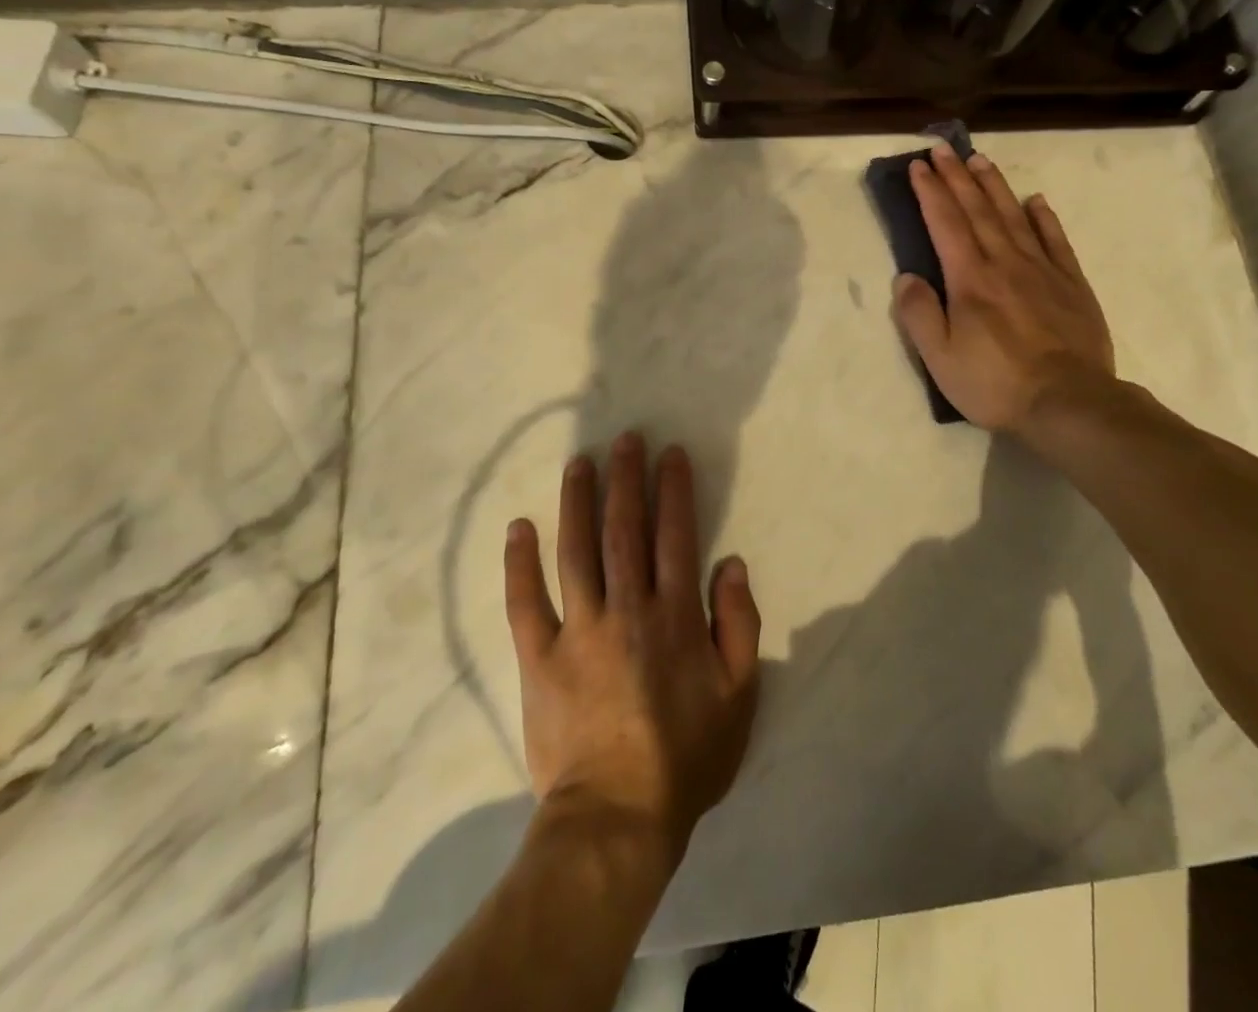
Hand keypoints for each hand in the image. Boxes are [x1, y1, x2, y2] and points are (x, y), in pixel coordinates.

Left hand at [503, 433, 761, 859]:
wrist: (616, 819)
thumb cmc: (685, 756)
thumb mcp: (739, 695)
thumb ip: (739, 625)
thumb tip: (732, 564)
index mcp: (674, 614)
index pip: (675, 534)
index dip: (674, 489)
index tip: (670, 453)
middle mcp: (626, 608)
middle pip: (624, 528)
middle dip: (625, 478)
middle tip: (625, 438)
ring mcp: (577, 630)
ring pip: (575, 550)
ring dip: (577, 501)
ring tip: (579, 462)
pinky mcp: (538, 657)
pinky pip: (524, 602)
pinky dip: (519, 562)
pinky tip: (519, 526)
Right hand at [892, 144, 1117, 440]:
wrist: (1069, 402)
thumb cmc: (995, 383)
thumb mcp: (940, 358)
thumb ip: (919, 314)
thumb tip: (906, 277)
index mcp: (970, 279)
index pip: (945, 223)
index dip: (930, 192)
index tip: (918, 165)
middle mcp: (1005, 262)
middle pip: (977, 209)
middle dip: (957, 176)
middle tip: (943, 148)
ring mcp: (1042, 270)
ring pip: (1014, 216)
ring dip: (994, 185)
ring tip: (979, 160)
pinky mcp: (1071, 283)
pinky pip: (1055, 240)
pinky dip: (1043, 217)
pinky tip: (1035, 201)